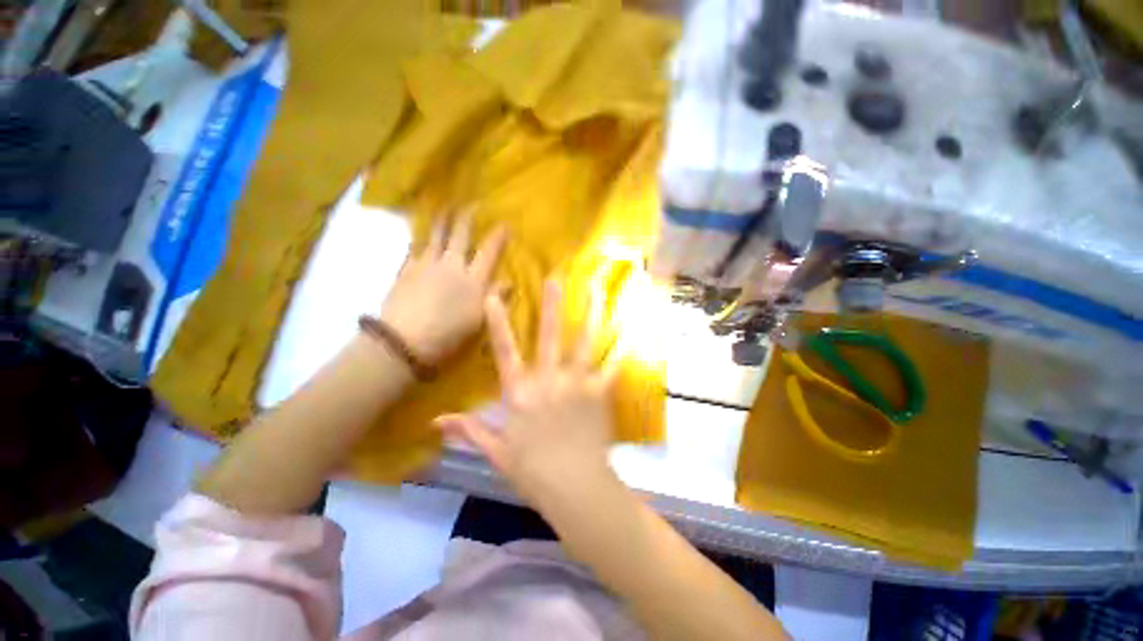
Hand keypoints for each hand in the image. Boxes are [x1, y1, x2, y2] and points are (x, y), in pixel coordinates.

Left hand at [381, 214, 505, 364]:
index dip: (498, 236)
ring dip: (441, 220)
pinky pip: (414, 249)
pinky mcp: (405, 270)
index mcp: (472, 279)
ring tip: (444, 207)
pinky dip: (419, 240)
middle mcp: (451, 265)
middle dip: (466, 217)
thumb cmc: (450, 333)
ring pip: (435, 236)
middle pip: (459, 235)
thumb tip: (510, 282)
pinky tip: (418, 237)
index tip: (505, 223)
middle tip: (470, 203)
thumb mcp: (480, 319)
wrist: (406, 339)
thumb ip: (496, 297)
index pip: (489, 251)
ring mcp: (426, 265)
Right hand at [436, 279, 618, 504]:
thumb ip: (469, 430)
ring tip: (597, 290)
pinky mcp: (599, 392)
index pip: (504, 351)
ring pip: (584, 341)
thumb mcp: (496, 452)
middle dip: (551, 305)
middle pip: (549, 335)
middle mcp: (548, 380)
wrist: (575, 488)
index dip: (498, 323)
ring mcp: (577, 383)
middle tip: (556, 278)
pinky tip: (629, 329)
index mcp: (520, 393)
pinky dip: (621, 348)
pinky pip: (612, 365)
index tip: (495, 296)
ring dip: (591, 314)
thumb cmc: (533, 471)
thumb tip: (436, 420)